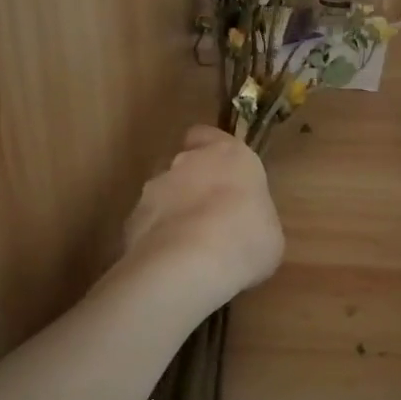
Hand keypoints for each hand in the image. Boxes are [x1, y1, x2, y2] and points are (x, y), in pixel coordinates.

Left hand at [121, 125, 283, 311]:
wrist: (189, 265)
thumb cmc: (246, 240)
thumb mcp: (269, 232)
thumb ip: (253, 217)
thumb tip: (246, 226)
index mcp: (229, 155)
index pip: (209, 135)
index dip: (212, 151)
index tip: (223, 174)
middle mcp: (187, 162)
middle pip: (185, 164)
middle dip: (194, 185)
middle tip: (211, 218)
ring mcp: (154, 188)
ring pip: (163, 193)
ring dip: (173, 212)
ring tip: (189, 248)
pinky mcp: (131, 219)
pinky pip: (147, 224)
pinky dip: (156, 238)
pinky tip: (169, 265)